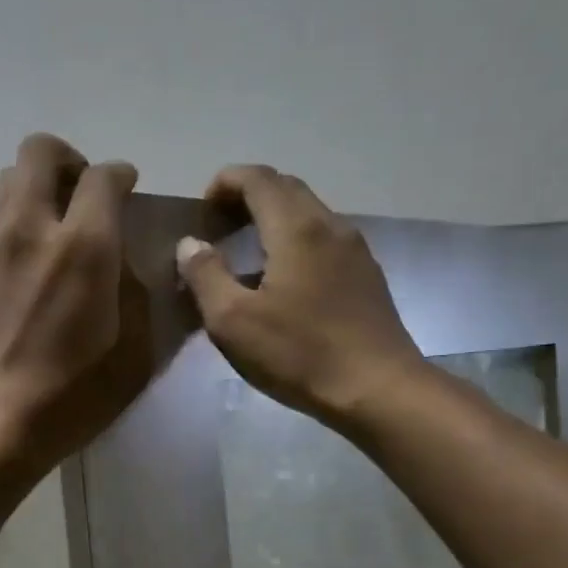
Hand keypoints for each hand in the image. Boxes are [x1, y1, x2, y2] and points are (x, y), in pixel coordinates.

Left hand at [0, 133, 153, 483]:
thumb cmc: (70, 398)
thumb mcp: (133, 354)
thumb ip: (135, 295)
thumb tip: (123, 265)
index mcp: (85, 247)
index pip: (103, 176)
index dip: (119, 175)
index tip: (125, 189)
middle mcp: (31, 229)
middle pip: (40, 153)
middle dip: (68, 161)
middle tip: (81, 196)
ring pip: (7, 183)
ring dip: (35, 191)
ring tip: (49, 232)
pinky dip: (12, 231)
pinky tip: (20, 274)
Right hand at [177, 165, 422, 432]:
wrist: (378, 389)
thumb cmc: (299, 354)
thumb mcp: (233, 321)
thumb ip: (205, 275)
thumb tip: (190, 244)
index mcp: (296, 228)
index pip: (259, 178)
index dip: (226, 181)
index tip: (203, 206)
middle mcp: (330, 225)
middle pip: (287, 188)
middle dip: (249, 195)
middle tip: (219, 223)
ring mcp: (355, 250)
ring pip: (309, 213)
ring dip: (274, 217)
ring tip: (246, 251)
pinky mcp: (367, 276)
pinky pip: (324, 239)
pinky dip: (295, 240)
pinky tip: (282, 278)